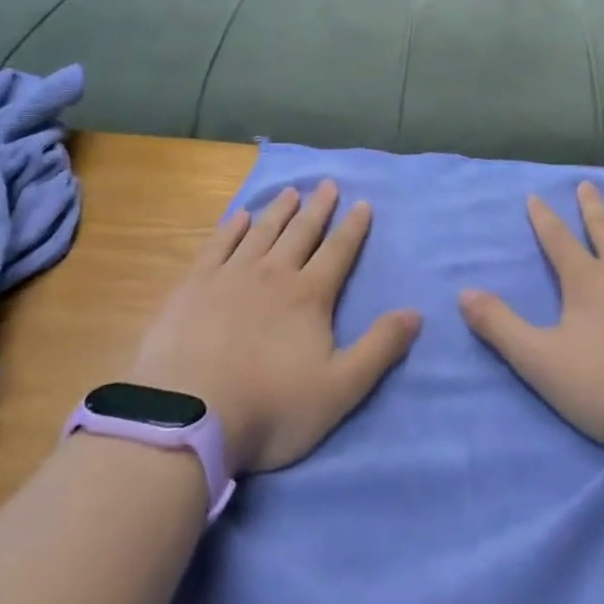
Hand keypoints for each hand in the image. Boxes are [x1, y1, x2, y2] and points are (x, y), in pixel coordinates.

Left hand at [127, 181, 420, 475]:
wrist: (187, 419)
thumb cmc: (270, 408)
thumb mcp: (340, 388)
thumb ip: (379, 348)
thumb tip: (416, 312)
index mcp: (309, 296)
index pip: (338, 252)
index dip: (353, 227)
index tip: (362, 203)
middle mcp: (273, 274)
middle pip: (301, 233)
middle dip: (318, 208)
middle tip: (327, 184)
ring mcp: (230, 276)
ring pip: (261, 232)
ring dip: (279, 210)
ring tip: (291, 191)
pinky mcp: (193, 286)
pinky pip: (218, 245)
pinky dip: (232, 227)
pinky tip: (239, 216)